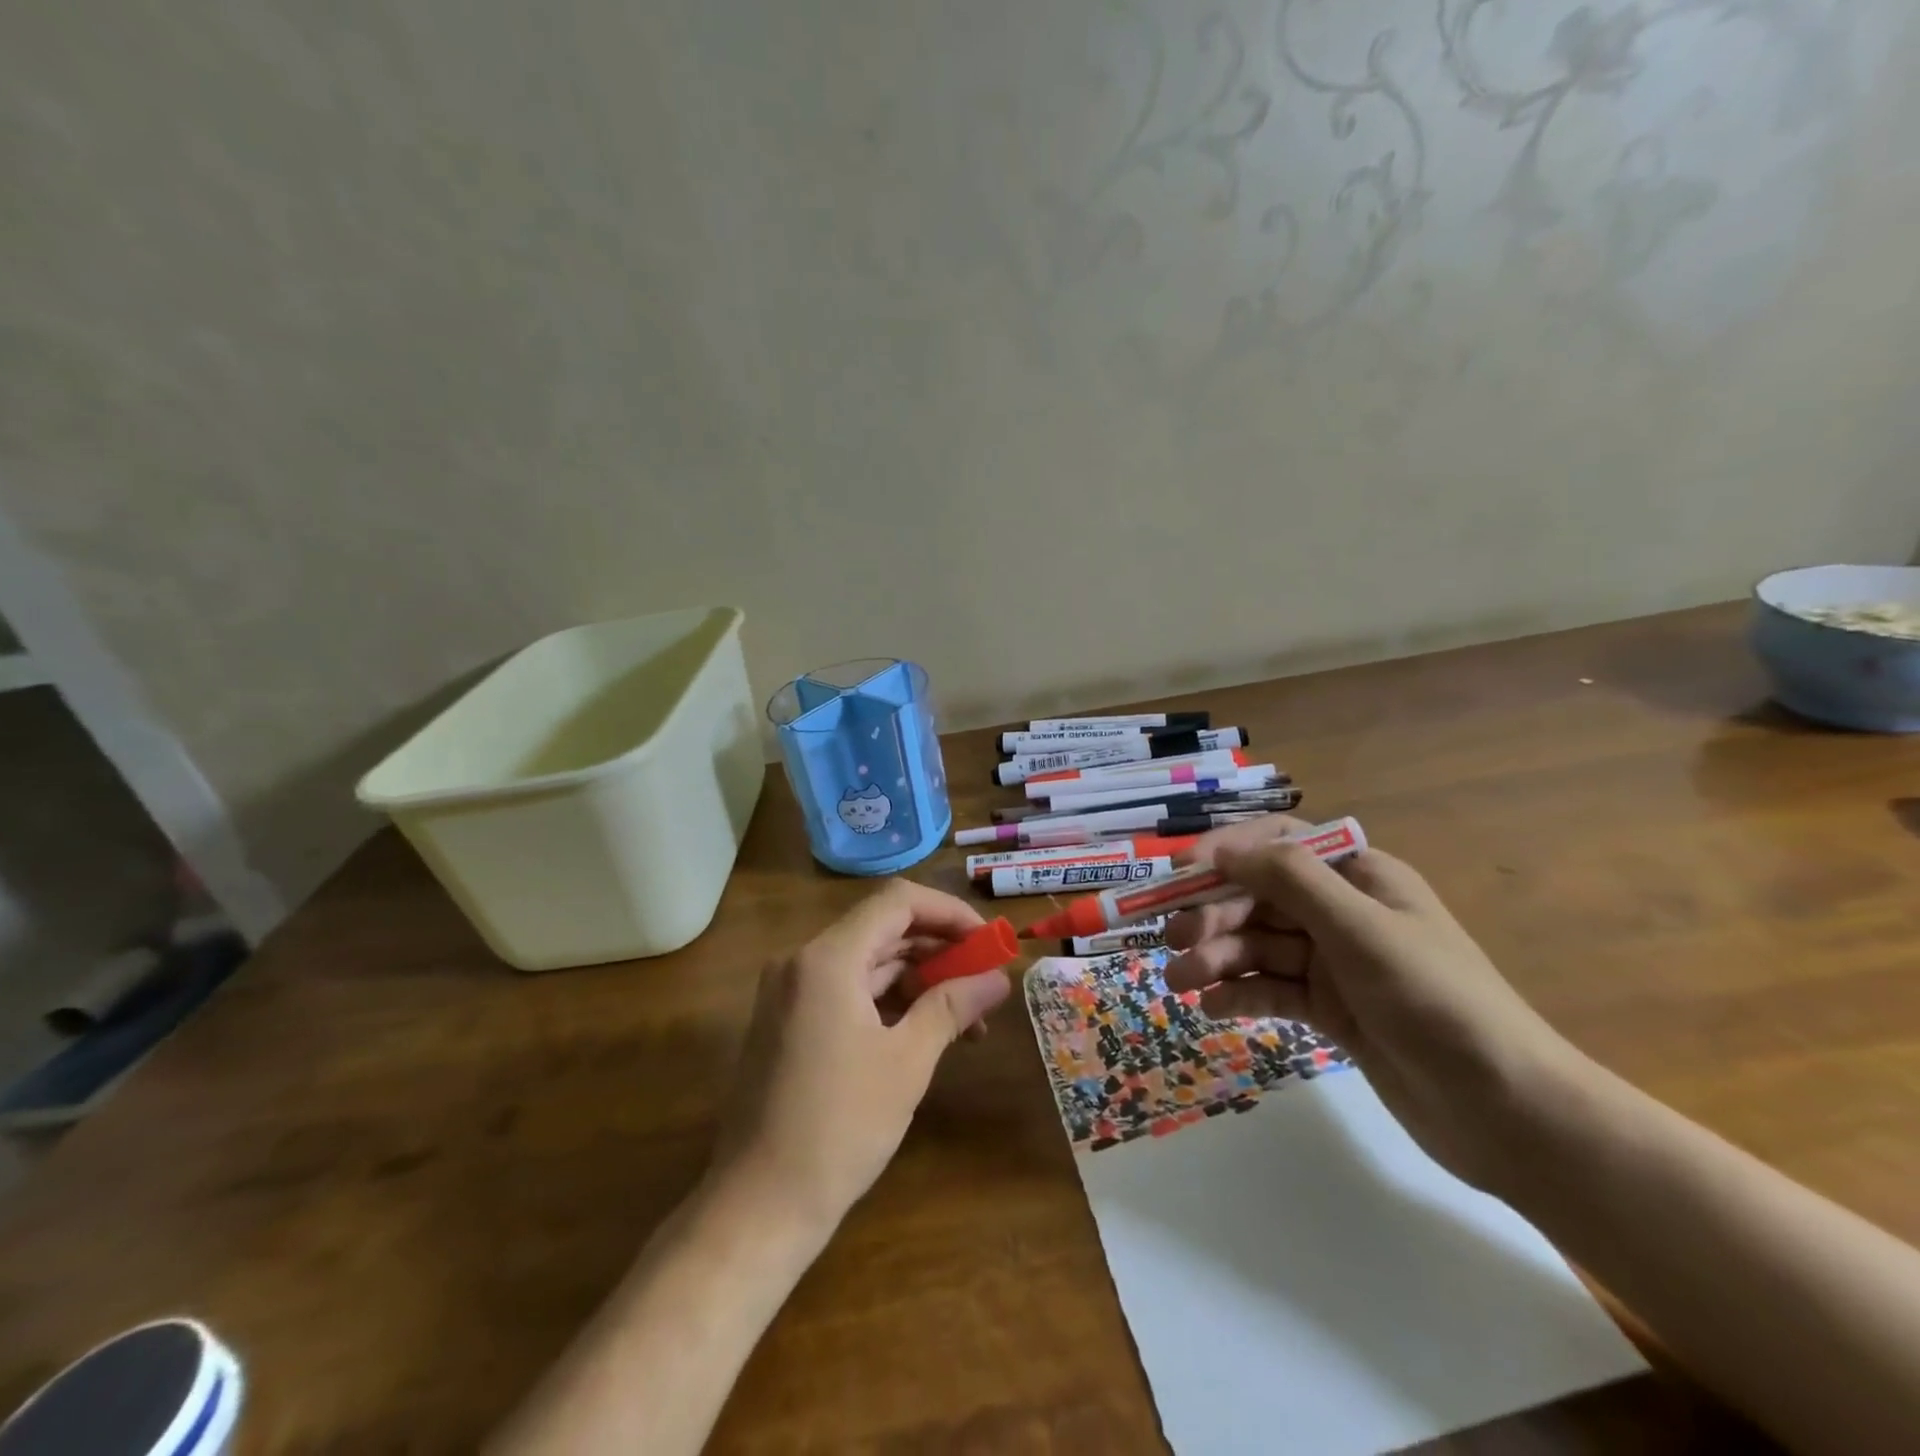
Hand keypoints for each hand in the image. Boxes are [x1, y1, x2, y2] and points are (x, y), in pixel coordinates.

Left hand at [711, 881, 1012, 1231]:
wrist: (758, 1206)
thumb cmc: (839, 1128)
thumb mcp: (907, 1062)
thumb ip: (953, 1006)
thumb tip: (998, 978)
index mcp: (828, 958)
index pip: (898, 902)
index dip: (949, 913)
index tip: (989, 942)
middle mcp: (803, 961)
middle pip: (884, 930)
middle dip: (940, 951)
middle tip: (986, 982)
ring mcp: (792, 991)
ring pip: (869, 962)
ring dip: (920, 981)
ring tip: (969, 1019)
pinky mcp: (790, 1020)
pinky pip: (849, 991)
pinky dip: (890, 1002)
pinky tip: (927, 1031)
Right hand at [1163, 817, 1584, 1188]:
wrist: (1509, 1113)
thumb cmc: (1436, 1001)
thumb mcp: (1360, 929)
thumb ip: (1290, 880)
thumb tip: (1221, 848)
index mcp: (1359, 876)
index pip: (1280, 844)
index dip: (1228, 852)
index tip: (1180, 873)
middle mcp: (1343, 912)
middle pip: (1261, 897)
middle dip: (1215, 916)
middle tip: (1173, 942)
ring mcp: (1336, 963)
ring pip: (1260, 946)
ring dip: (1218, 958)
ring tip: (1180, 983)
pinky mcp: (1331, 1010)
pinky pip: (1273, 989)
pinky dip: (1240, 993)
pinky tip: (1212, 1007)